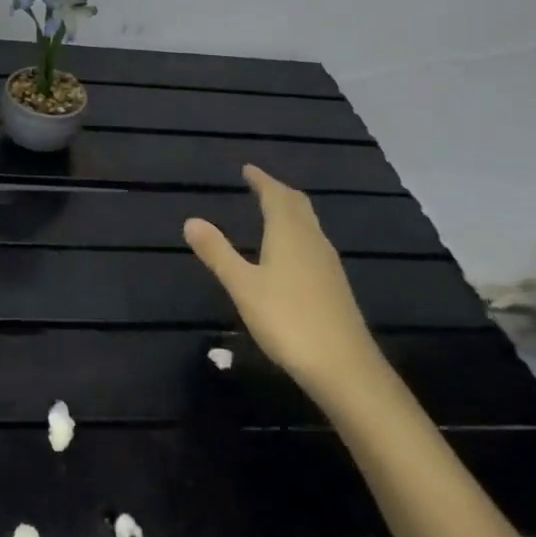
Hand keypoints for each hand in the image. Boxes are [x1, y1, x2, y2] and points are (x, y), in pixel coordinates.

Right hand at [184, 166, 375, 402]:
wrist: (344, 367)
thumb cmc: (288, 320)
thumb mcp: (243, 286)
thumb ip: (218, 252)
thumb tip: (191, 220)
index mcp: (289, 233)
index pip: (275, 195)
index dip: (261, 180)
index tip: (248, 169)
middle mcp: (312, 240)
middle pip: (297, 205)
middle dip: (278, 191)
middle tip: (260, 185)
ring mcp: (328, 263)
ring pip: (308, 224)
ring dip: (290, 211)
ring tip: (273, 212)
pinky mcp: (335, 285)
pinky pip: (314, 243)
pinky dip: (298, 233)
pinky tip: (292, 253)